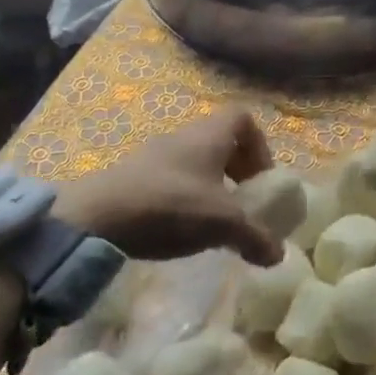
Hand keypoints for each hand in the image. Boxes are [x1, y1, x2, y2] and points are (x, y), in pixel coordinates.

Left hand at [51, 107, 282, 264]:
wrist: (96, 217)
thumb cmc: (170, 205)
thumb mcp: (222, 223)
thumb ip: (254, 236)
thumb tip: (279, 255)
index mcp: (210, 134)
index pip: (244, 119)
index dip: (259, 146)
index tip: (260, 179)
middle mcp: (185, 135)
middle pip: (221, 140)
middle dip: (237, 168)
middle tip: (243, 201)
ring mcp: (157, 153)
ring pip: (196, 159)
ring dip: (211, 184)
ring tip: (214, 219)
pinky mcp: (135, 175)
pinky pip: (173, 176)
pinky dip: (185, 195)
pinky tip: (182, 226)